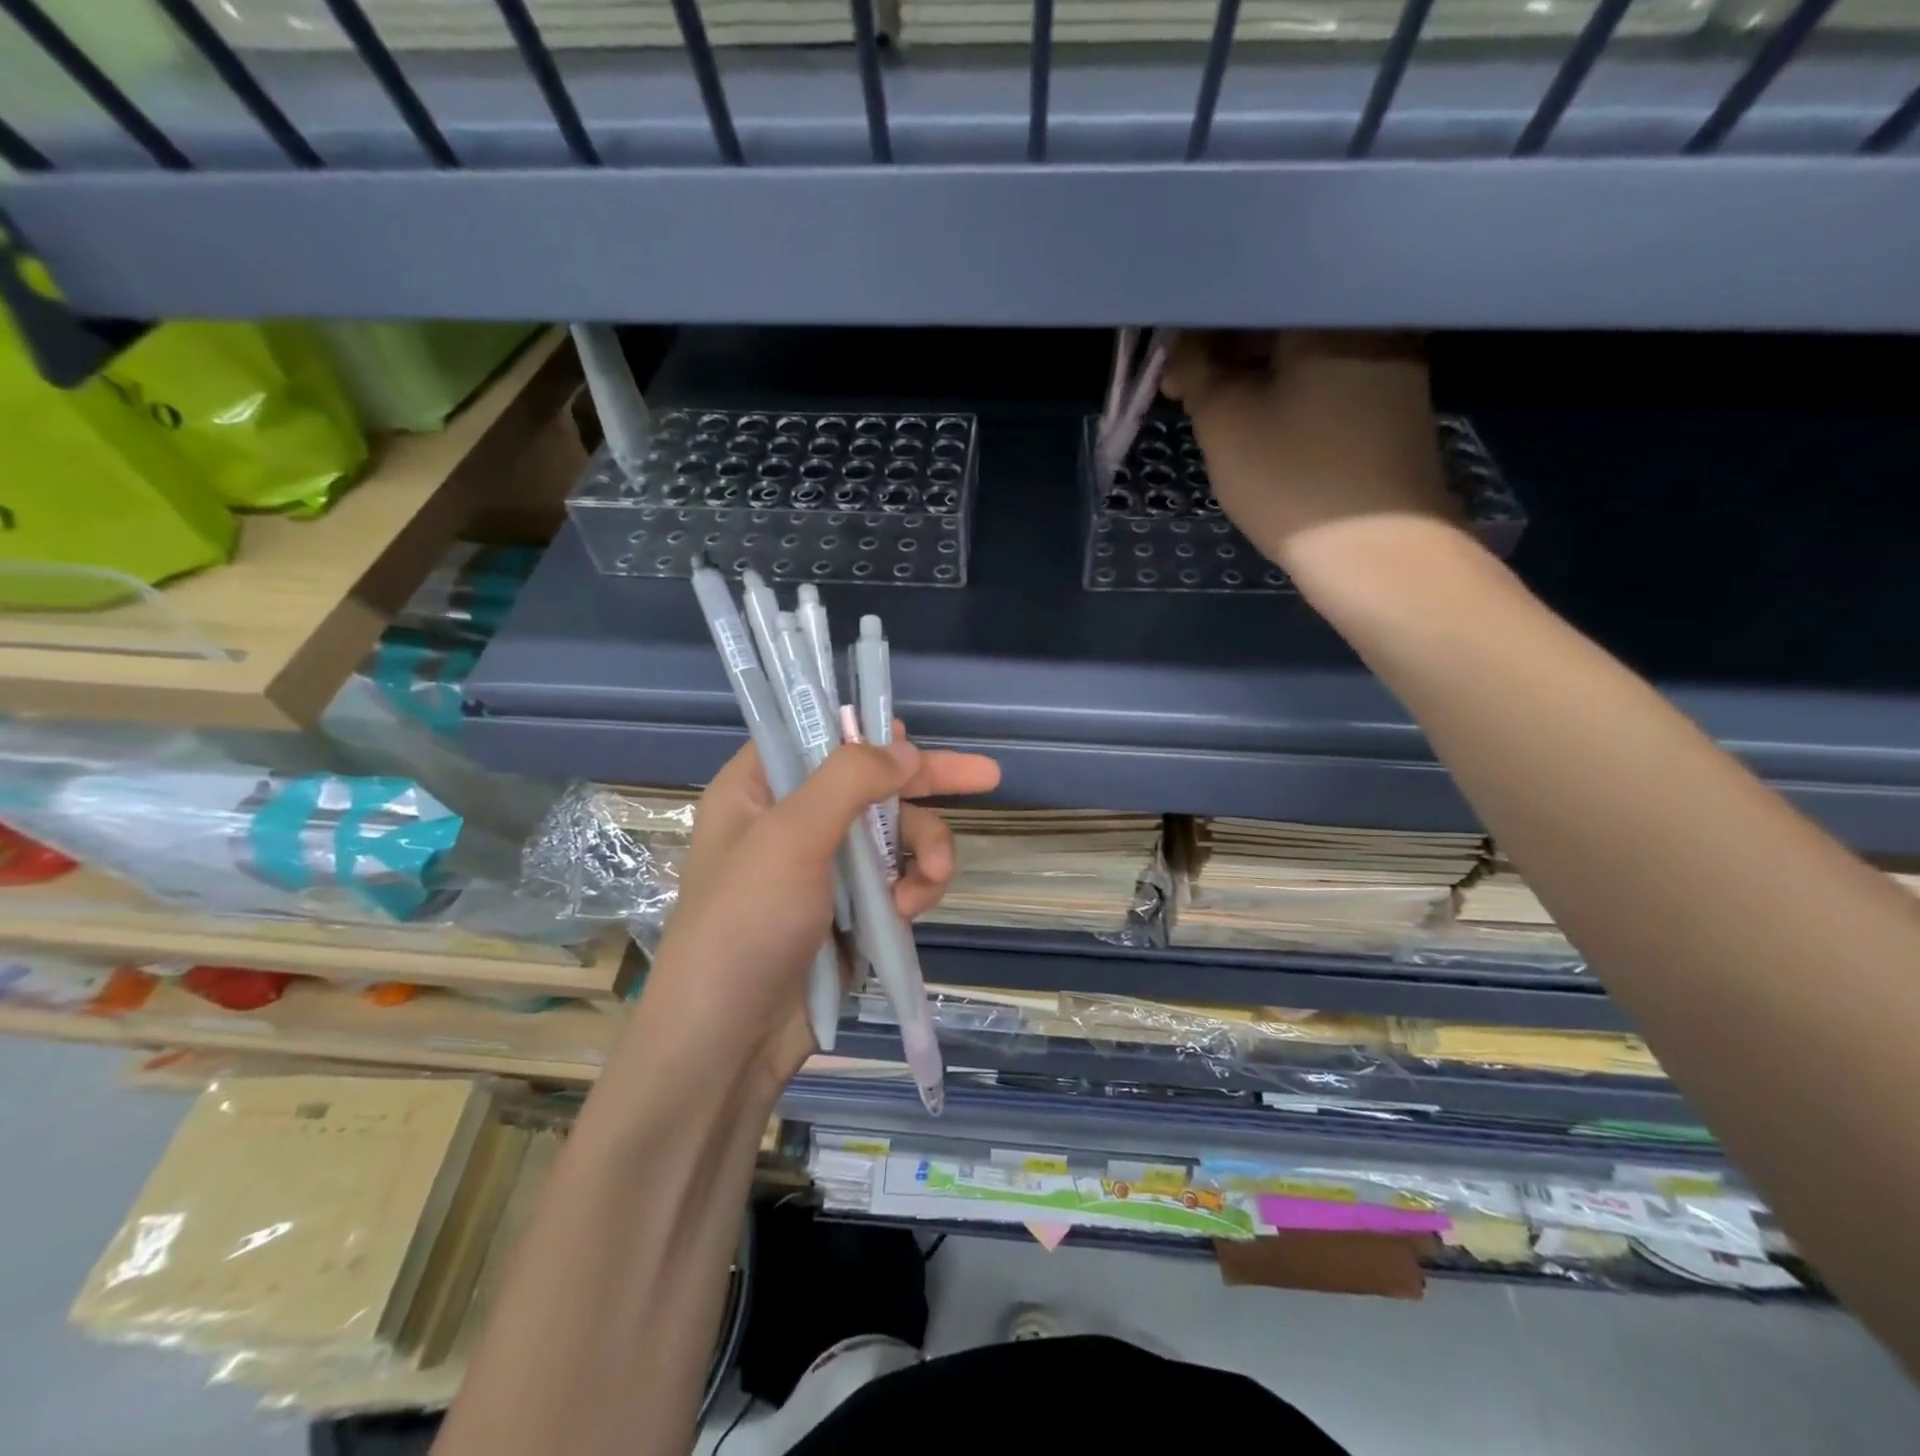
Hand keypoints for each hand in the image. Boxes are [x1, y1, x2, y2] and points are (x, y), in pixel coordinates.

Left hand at [631, 735, 1000, 1099]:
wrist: (730, 1044)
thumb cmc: (746, 925)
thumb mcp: (790, 838)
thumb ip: (849, 781)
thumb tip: (906, 747)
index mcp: (757, 790)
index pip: (813, 735)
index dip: (861, 729)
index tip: (905, 733)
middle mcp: (791, 821)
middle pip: (870, 783)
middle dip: (925, 785)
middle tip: (987, 776)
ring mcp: (824, 869)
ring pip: (895, 834)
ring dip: (925, 849)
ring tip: (934, 877)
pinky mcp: (850, 912)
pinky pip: (898, 879)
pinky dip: (916, 887)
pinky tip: (915, 907)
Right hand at [1161, 332, 1460, 572]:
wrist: (1376, 552)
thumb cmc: (1293, 478)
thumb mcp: (1225, 421)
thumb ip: (1197, 372)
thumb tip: (1181, 346)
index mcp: (1330, 312)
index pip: (1248, 298)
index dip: (1197, 327)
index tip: (1167, 364)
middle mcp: (1371, 321)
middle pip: (1279, 321)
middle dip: (1223, 353)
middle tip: (1182, 390)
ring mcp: (1391, 363)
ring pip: (1300, 354)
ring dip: (1250, 375)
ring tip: (1210, 410)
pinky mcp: (1391, 404)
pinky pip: (1324, 380)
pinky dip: (1283, 393)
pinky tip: (1255, 422)